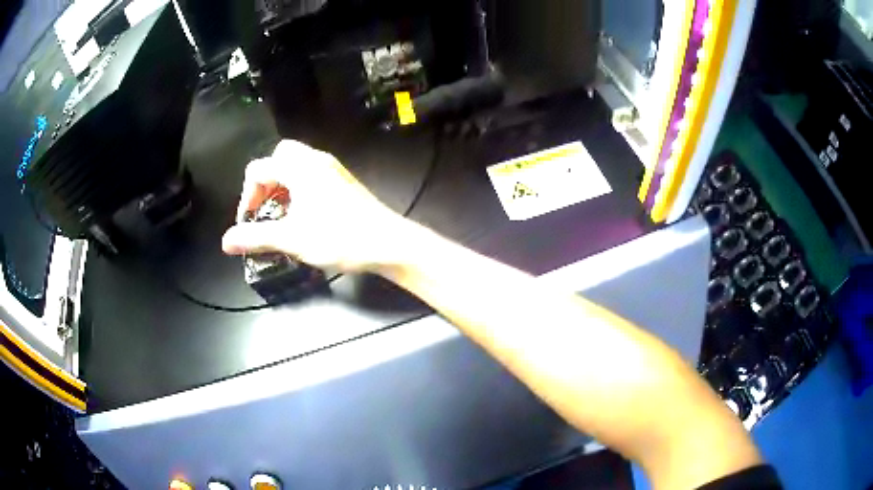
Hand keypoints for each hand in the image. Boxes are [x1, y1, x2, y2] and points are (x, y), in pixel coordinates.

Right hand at [222, 140, 410, 272]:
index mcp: (300, 168)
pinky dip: (298, 188)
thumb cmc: (338, 238)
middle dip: (265, 183)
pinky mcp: (342, 181)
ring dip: (281, 185)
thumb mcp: (292, 239)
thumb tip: (225, 242)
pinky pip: (311, 174)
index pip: (258, 169)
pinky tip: (302, 214)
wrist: (388, 243)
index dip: (247, 196)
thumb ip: (256, 237)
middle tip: (264, 209)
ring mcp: (332, 169)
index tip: (249, 224)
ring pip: (296, 165)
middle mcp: (316, 160)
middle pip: (278, 158)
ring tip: (280, 214)